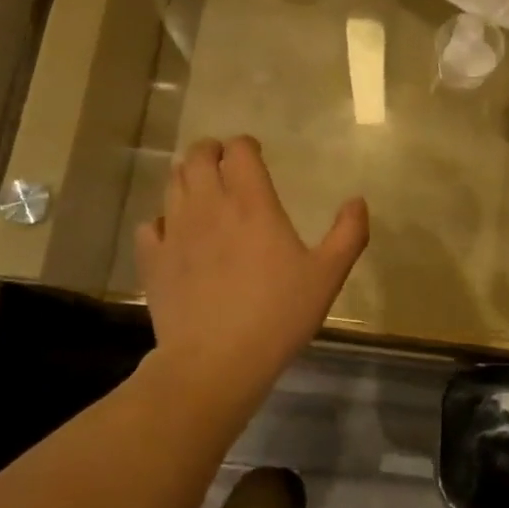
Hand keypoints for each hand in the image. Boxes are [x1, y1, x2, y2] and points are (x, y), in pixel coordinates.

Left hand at [136, 135, 367, 397]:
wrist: (216, 361)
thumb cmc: (278, 315)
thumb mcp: (328, 276)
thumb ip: (348, 234)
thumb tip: (358, 201)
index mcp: (251, 203)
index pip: (239, 150)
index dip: (245, 146)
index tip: (255, 154)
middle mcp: (209, 206)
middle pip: (198, 156)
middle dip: (211, 151)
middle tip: (224, 163)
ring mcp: (175, 231)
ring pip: (172, 183)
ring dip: (187, 177)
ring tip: (202, 190)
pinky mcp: (153, 260)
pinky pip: (150, 225)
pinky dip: (162, 221)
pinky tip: (174, 235)